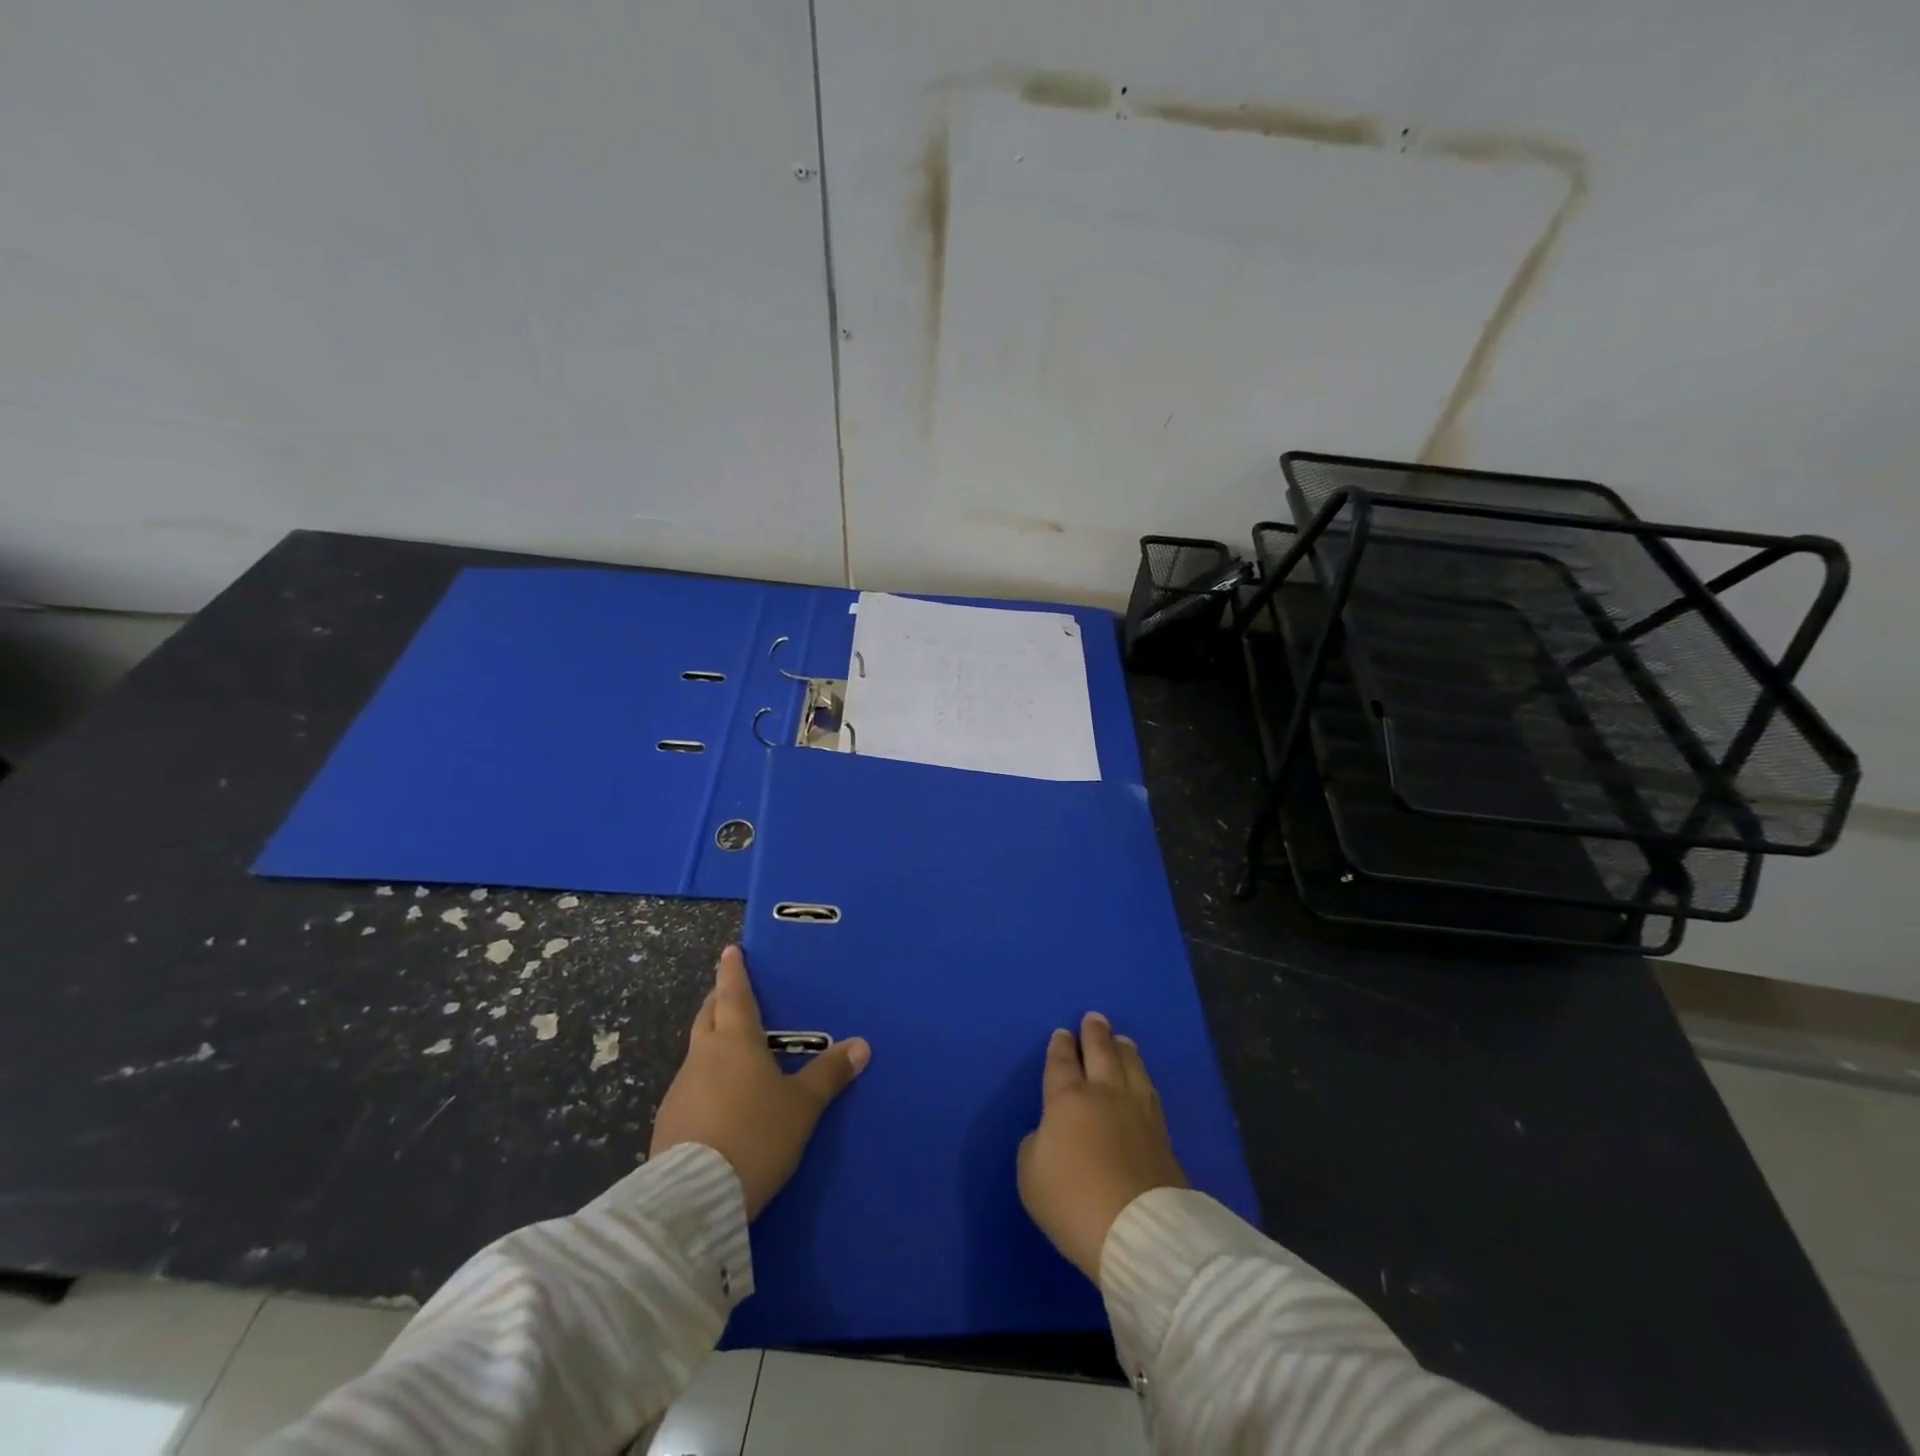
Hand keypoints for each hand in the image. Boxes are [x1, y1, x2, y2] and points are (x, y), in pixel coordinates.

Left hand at [651, 945, 869, 1218]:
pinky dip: (704, 1079)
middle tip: (729, 993)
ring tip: (729, 1050)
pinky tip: (718, 1100)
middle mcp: (703, 1056)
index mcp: (735, 1041)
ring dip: (710, 1041)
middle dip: (718, 1000)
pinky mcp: (668, 1122)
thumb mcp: (802, 1107)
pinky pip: (690, 1086)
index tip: (729, 952)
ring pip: (696, 1051)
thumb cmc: (756, 1135)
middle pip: (708, 1016)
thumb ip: (829, 1075)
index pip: (734, 994)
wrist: (695, 1198)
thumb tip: (861, 1045)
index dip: (733, 971)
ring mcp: (680, 1089)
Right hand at [1018, 1012, 1187, 1281]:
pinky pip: (1149, 1092)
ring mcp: (1137, 1111)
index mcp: (1067, 1099)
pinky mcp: (1162, 1134)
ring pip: (1131, 1066)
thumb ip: (1036, 1146)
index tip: (1062, 1034)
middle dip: (1095, 1034)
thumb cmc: (1073, 1201)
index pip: (1062, 1062)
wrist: (1137, 1230)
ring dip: (1123, 1049)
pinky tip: (1142, 1079)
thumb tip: (1050, 1135)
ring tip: (1122, 1039)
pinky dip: (1142, 1077)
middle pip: (1100, 1053)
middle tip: (1094, 1018)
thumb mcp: (1031, 1176)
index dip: (1060, 1047)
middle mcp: (1104, 1094)